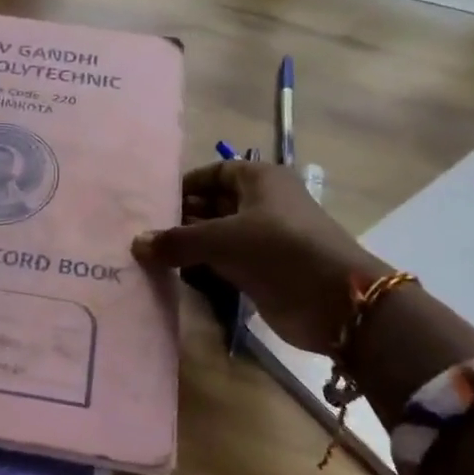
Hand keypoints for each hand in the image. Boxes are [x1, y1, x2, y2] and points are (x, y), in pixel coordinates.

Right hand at [132, 161, 377, 355]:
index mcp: (259, 179)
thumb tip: (136, 243)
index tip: (153, 202)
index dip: (185, 184)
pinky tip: (175, 274)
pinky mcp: (264, 270)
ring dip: (190, 244)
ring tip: (150, 254)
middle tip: (143, 232)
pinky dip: (203, 266)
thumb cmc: (280, 250)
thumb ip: (178, 241)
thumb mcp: (223, 239)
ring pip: (218, 235)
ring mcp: (264, 238)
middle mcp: (262, 203)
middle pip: (214, 203)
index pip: (214, 172)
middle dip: (182, 217)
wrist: (337, 302)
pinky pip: (225, 262)